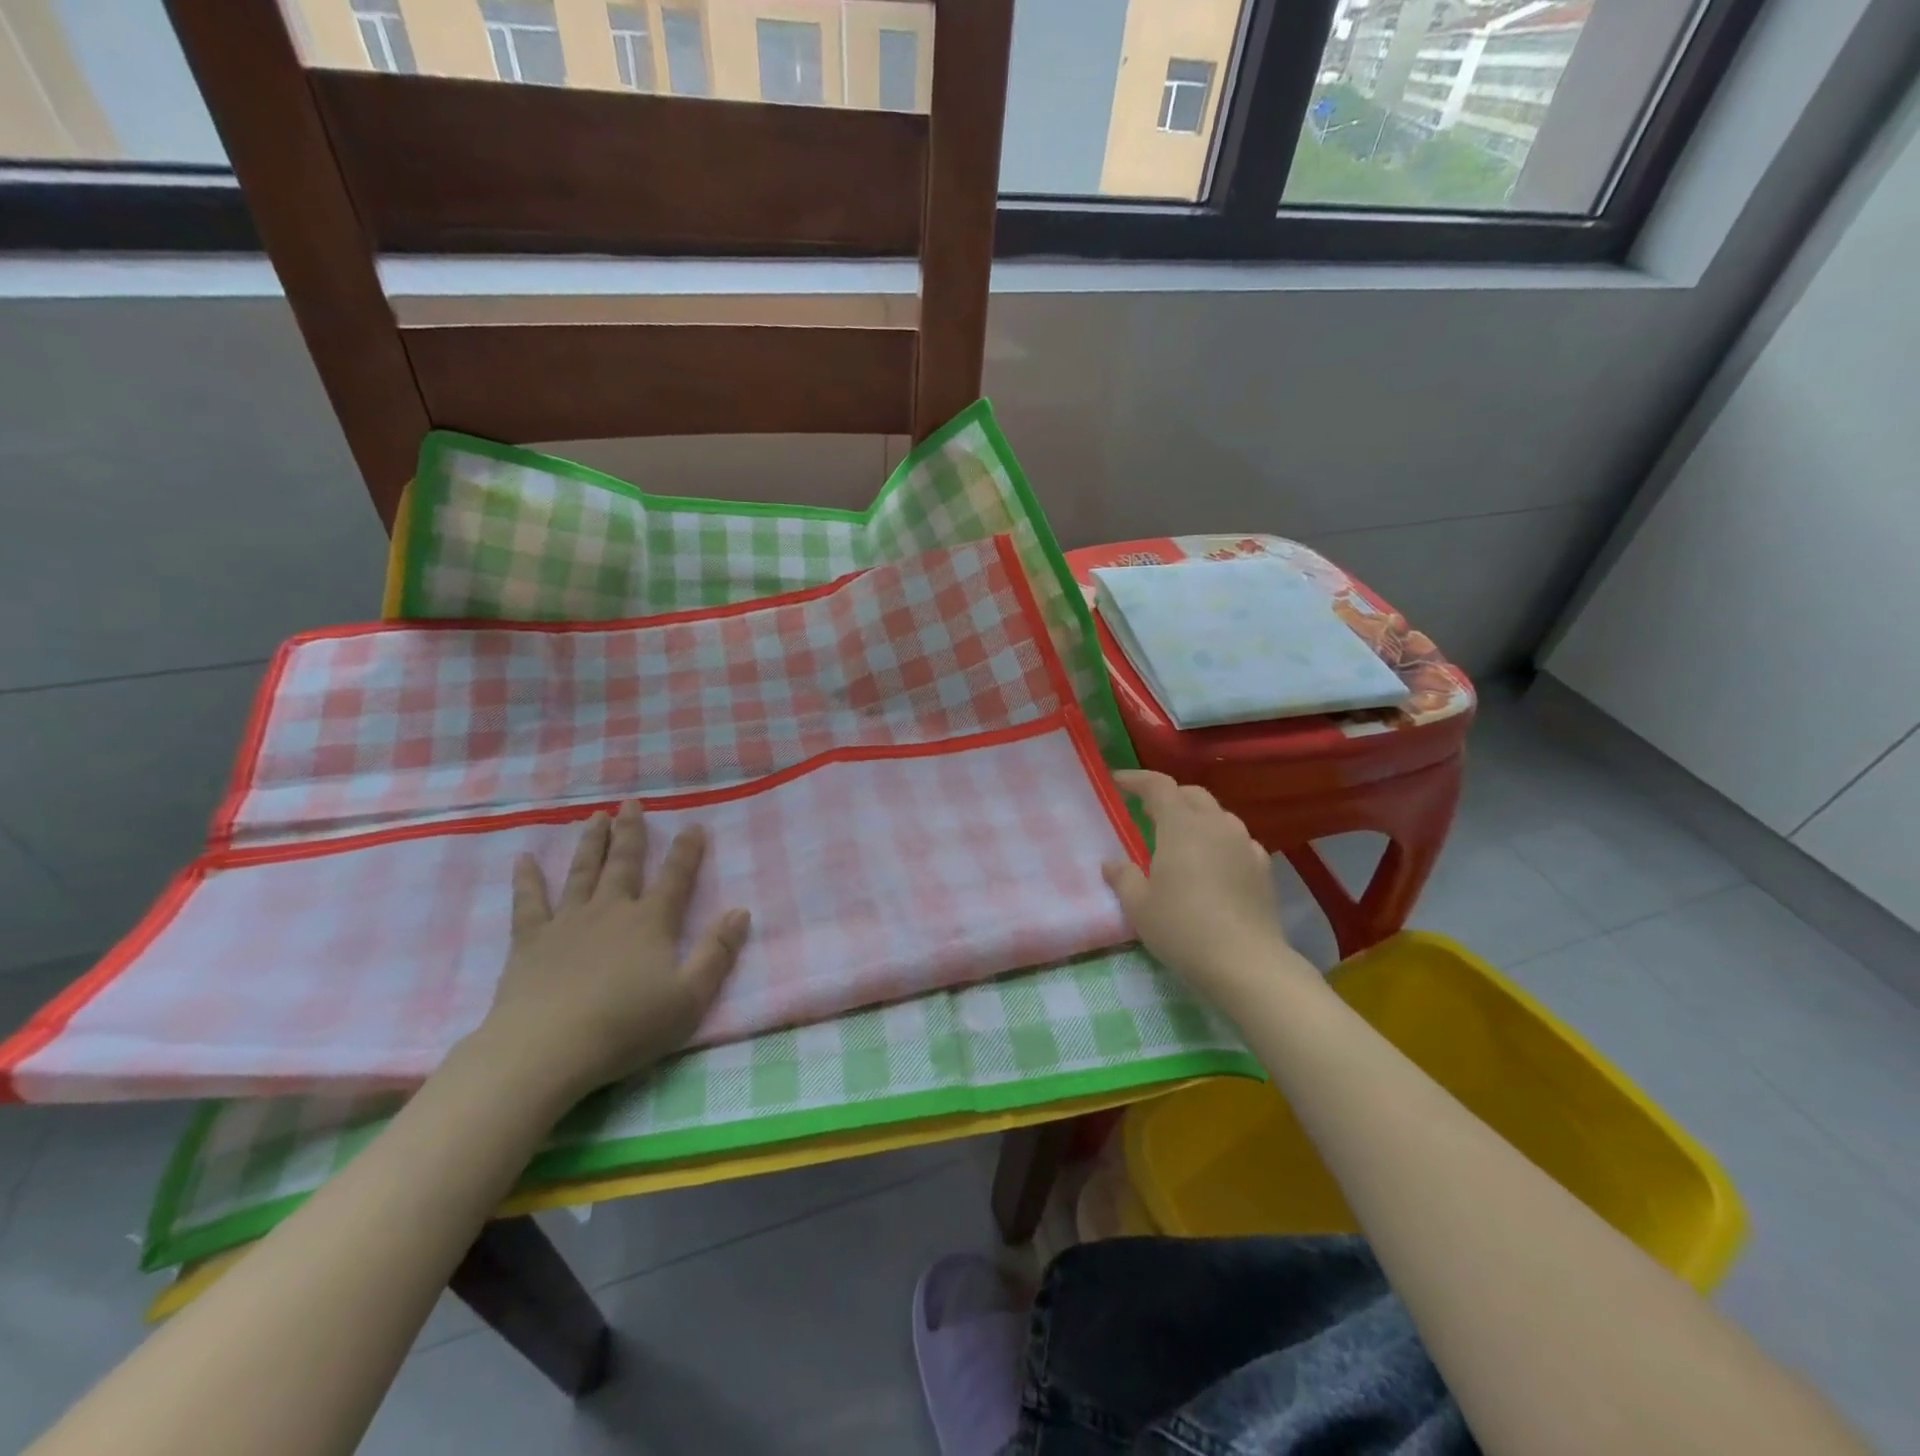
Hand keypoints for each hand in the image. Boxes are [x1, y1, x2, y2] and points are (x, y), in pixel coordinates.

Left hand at [474, 802, 750, 1103]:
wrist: (546, 1050)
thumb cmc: (626, 1026)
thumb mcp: (690, 997)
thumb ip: (717, 952)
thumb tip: (741, 911)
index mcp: (651, 922)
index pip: (675, 877)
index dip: (687, 851)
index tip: (693, 825)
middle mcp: (611, 910)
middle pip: (623, 863)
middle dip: (630, 832)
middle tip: (630, 803)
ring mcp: (567, 923)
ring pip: (582, 872)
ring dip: (590, 843)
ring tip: (594, 817)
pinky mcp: (530, 942)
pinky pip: (529, 903)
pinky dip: (527, 880)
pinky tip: (523, 860)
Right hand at [1102, 771, 1303, 1003]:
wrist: (1246, 963)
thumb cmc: (1183, 928)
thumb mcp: (1139, 906)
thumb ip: (1122, 877)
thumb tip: (1111, 863)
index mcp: (1181, 826)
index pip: (1158, 786)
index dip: (1136, 779)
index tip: (1118, 782)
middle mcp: (1216, 825)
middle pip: (1192, 794)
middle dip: (1169, 796)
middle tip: (1148, 812)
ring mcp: (1245, 845)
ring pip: (1219, 815)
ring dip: (1197, 817)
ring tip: (1182, 837)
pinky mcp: (1264, 868)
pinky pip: (1238, 841)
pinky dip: (1221, 841)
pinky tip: (1215, 862)